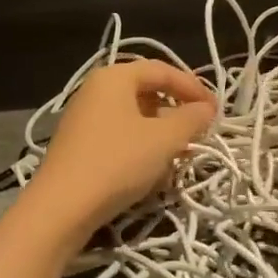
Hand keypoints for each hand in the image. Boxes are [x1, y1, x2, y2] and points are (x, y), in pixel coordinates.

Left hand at [27, 60, 216, 236]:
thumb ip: (191, 119)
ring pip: (133, 114)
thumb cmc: (118, 162)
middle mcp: (95, 89)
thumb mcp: (164, 139)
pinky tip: (154, 166)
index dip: (193, 87)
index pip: (162, 70)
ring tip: (182, 150)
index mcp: (114, 77)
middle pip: (146, 90)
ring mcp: (83, 117)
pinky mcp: (79, 144)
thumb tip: (206, 109)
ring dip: (161, 129)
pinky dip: (141, 143)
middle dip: (177, 109)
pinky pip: (119, 133)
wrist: (62, 207)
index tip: (215, 111)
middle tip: (200, 129)